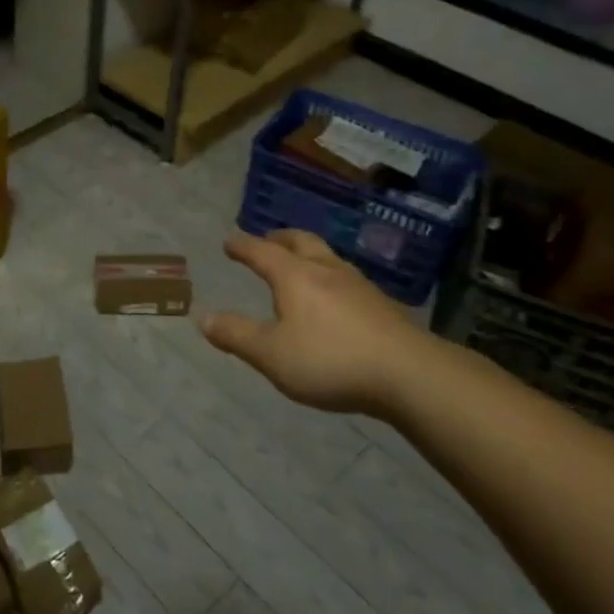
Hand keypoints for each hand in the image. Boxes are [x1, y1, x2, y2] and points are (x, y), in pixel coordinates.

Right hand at [201, 229, 430, 417]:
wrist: (410, 374)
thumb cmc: (330, 360)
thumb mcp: (271, 355)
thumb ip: (237, 336)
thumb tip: (204, 318)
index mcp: (294, 276)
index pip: (262, 252)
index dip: (242, 246)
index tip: (229, 241)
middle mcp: (326, 270)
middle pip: (301, 242)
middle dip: (280, 238)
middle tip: (267, 239)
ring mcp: (359, 285)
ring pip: (328, 257)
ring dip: (308, 254)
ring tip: (301, 264)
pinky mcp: (382, 305)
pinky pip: (347, 278)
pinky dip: (330, 277)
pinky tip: (335, 296)